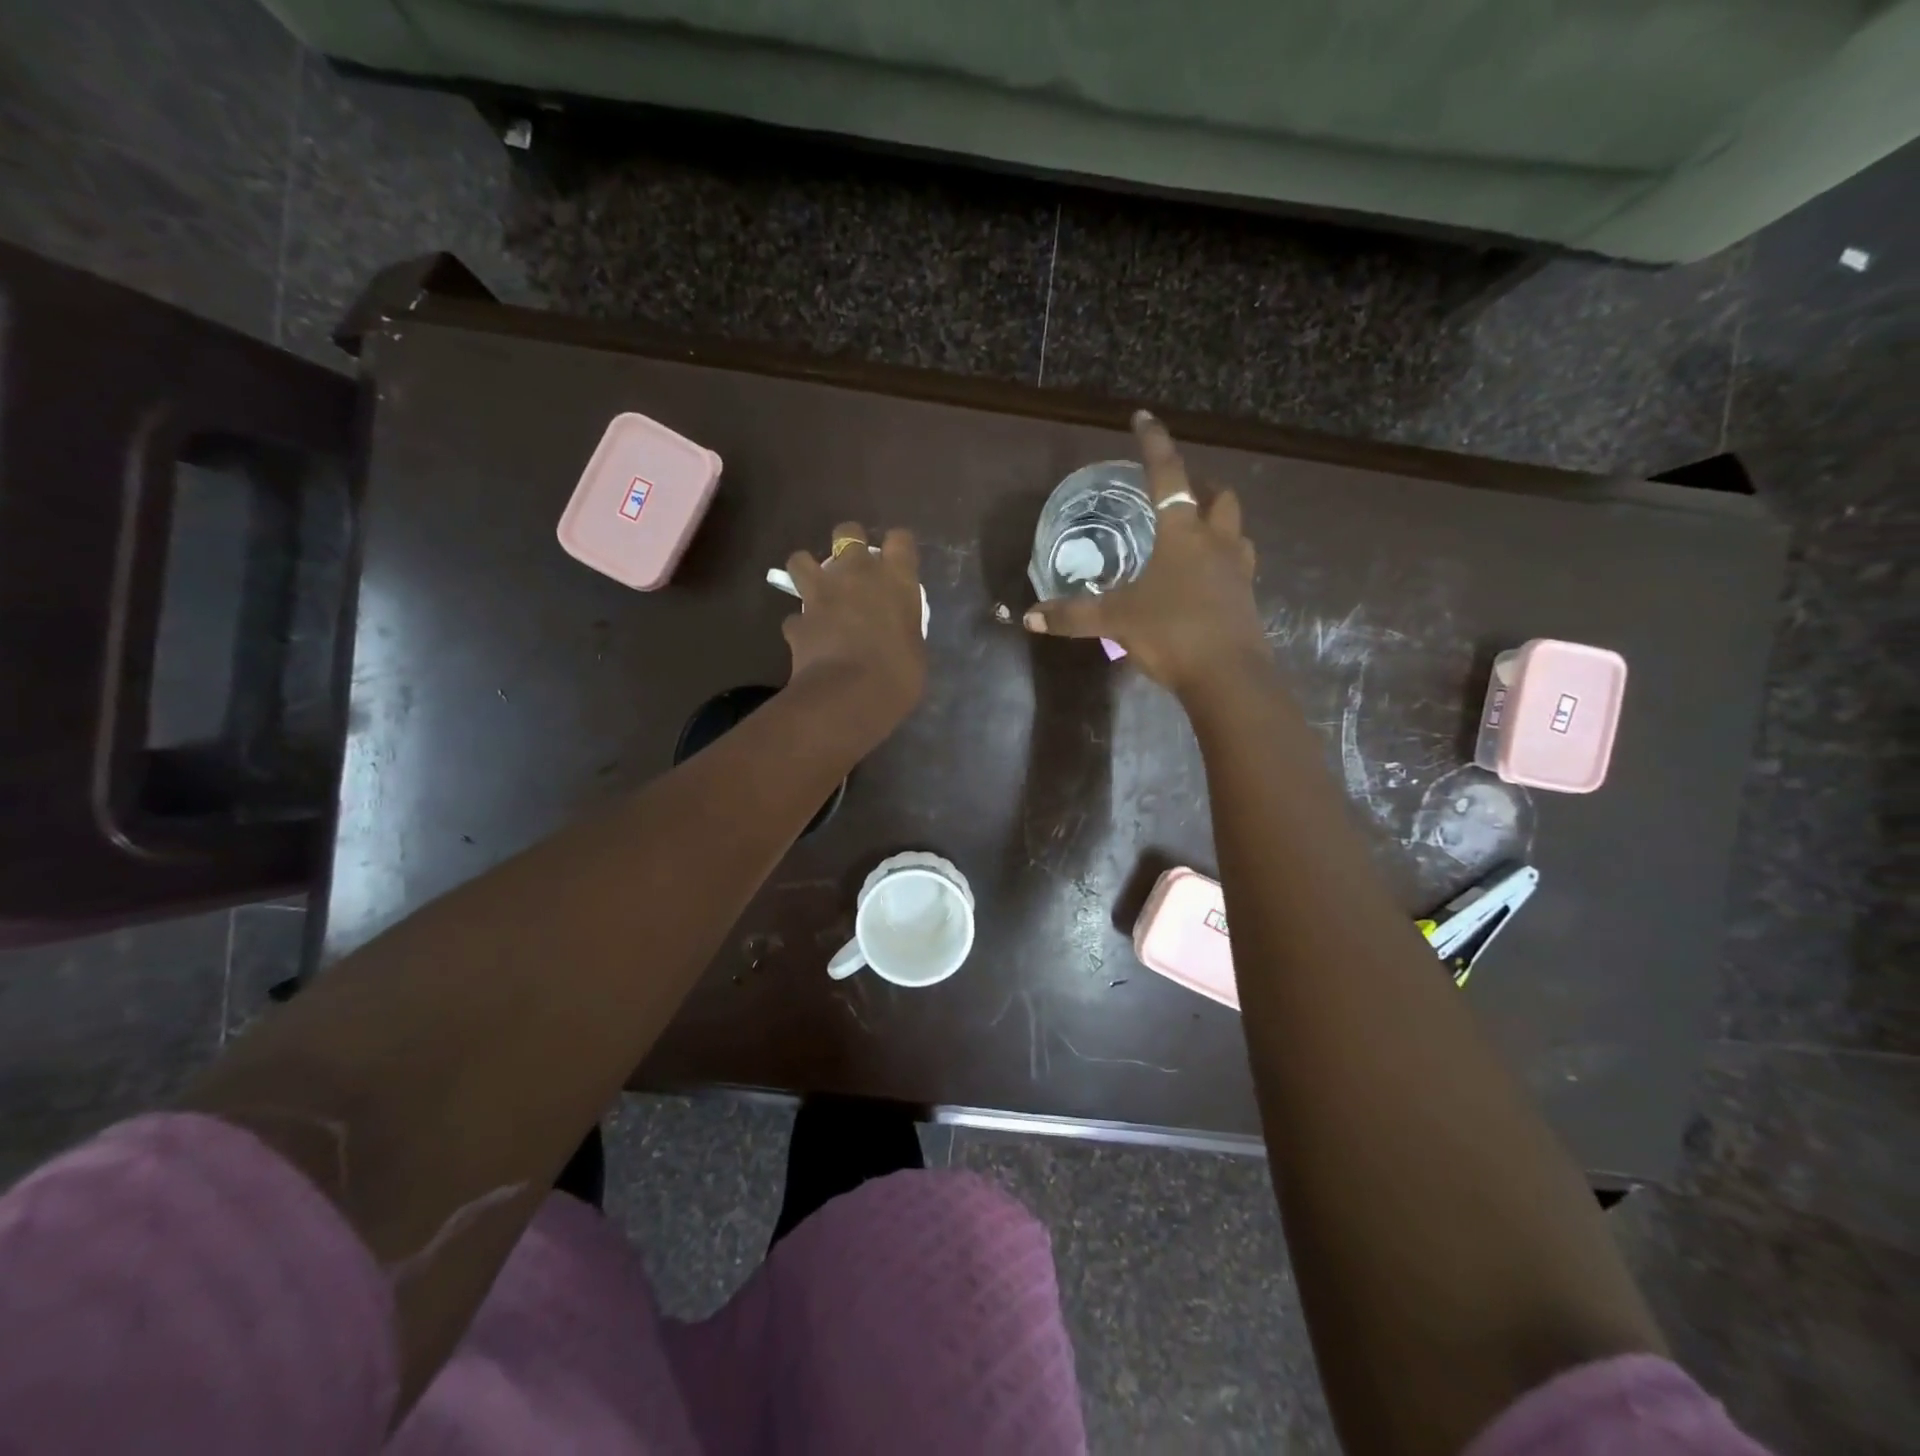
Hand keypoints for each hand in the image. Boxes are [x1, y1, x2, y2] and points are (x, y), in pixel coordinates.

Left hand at [782, 522, 926, 738]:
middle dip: (848, 543)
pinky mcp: (797, 621)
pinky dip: (800, 625)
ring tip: (815, 590)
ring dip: (807, 571)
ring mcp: (821, 594)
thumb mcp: (915, 648)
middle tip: (853, 568)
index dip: (898, 547)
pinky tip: (808, 638)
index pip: (900, 539)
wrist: (850, 695)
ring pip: (800, 560)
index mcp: (895, 578)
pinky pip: (795, 617)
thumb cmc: (899, 673)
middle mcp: (856, 573)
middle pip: (847, 532)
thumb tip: (894, 633)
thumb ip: (903, 627)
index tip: (897, 561)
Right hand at [1024, 412, 1266, 697]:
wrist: (1229, 678)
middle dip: (1201, 486)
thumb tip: (1029, 616)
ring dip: (1218, 523)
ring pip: (1236, 530)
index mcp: (1182, 534)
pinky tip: (1204, 580)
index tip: (1143, 417)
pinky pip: (1238, 566)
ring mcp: (1238, 570)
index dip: (1153, 443)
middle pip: (1219, 496)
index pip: (1167, 475)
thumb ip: (1073, 615)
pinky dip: (1223, 561)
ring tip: (1195, 534)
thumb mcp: (1115, 621)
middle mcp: (1216, 542)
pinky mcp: (1247, 599)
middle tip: (1180, 492)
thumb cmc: (1172, 634)